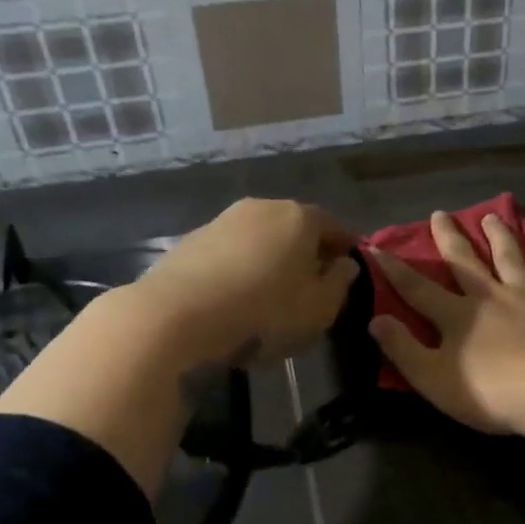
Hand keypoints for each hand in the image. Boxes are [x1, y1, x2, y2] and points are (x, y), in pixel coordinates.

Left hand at [134, 198, 357, 368]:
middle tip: (311, 285)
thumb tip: (343, 264)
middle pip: (295, 228)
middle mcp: (263, 207)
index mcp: (300, 217)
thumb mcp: (320, 309)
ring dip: (270, 260)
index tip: (348, 271)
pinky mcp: (191, 241)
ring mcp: (223, 221)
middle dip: (306, 253)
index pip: (335, 227)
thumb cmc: (264, 311)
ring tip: (271, 294)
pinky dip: (240, 269)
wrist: (176, 315)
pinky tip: (236, 297)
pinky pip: (230, 253)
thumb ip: (340, 283)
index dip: (345, 249)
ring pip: (260, 239)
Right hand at [370, 211, 524, 438]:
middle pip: (465, 262)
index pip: (417, 289)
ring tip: (492, 217)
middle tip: (440, 214)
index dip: (394, 270)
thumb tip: (375, 319)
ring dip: (500, 237)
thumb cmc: (492, 392)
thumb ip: (404, 349)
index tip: (377, 247)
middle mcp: (491, 296)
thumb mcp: (435, 379)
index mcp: (457, 316)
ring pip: (511, 259)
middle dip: (450, 239)